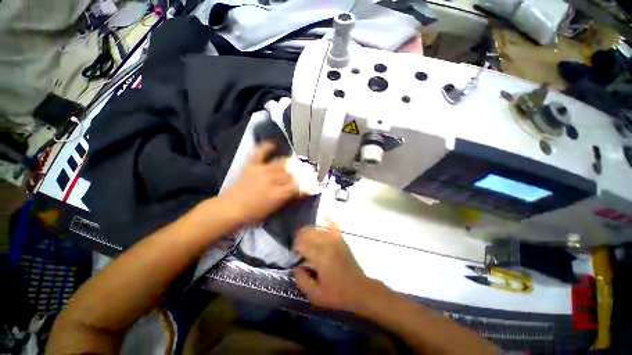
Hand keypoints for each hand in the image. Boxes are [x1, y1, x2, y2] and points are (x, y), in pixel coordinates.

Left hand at [221, 142, 298, 224]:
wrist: (230, 209)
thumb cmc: (253, 214)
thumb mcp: (274, 209)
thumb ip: (287, 198)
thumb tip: (297, 191)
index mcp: (278, 193)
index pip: (297, 186)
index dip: (303, 187)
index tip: (306, 188)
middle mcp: (273, 179)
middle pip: (290, 174)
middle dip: (294, 178)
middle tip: (294, 181)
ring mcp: (262, 170)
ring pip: (281, 164)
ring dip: (287, 166)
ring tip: (289, 167)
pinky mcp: (252, 165)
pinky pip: (260, 152)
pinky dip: (267, 147)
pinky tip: (274, 144)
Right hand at [293, 221, 376, 312]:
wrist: (359, 289)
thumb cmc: (337, 294)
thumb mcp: (316, 295)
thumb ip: (301, 280)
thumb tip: (296, 266)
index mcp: (321, 258)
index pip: (302, 244)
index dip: (295, 247)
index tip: (295, 255)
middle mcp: (327, 245)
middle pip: (308, 233)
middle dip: (300, 238)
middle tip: (299, 247)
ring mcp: (336, 240)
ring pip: (318, 229)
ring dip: (309, 231)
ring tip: (306, 239)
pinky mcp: (341, 240)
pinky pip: (333, 225)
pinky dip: (327, 221)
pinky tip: (323, 218)